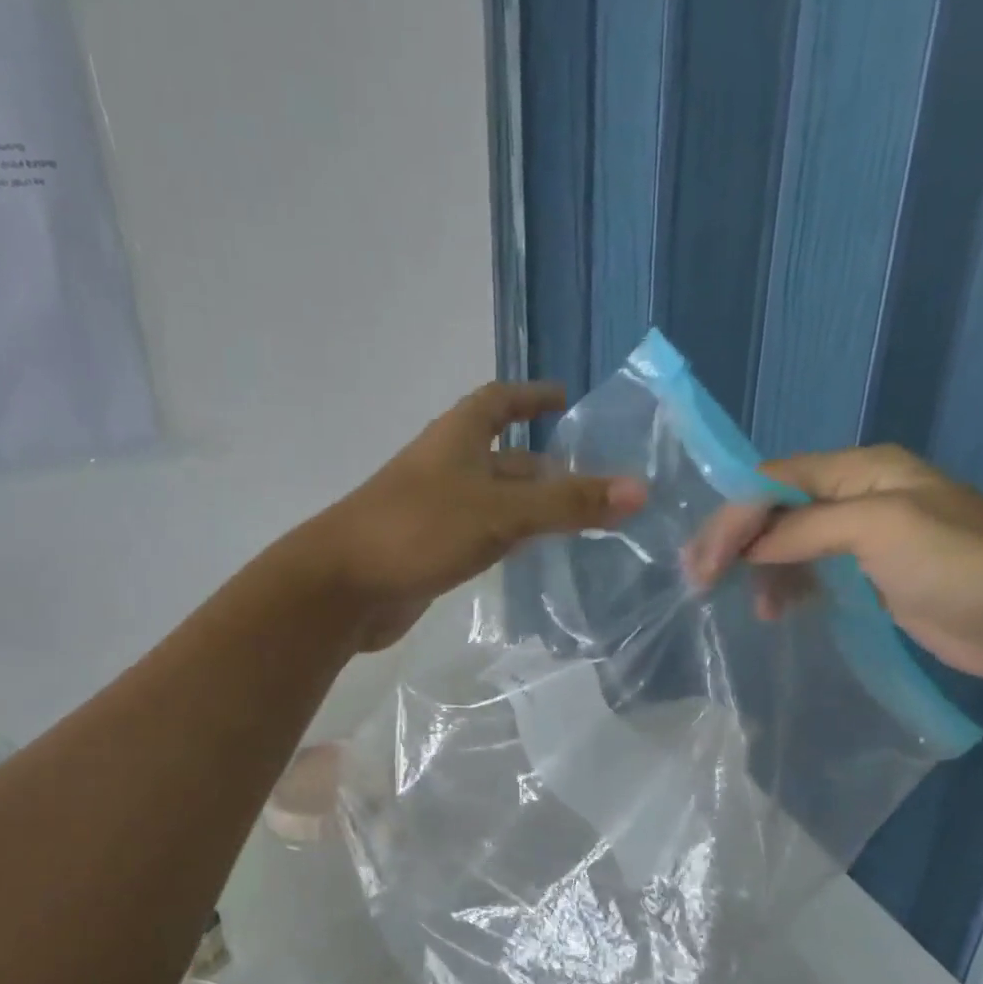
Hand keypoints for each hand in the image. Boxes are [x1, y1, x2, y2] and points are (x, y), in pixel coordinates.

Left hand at [301, 382, 646, 650]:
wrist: (342, 587)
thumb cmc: (417, 530)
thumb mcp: (499, 512)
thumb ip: (567, 504)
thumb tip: (640, 489)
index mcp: (456, 438)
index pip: (497, 401)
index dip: (530, 396)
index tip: (565, 398)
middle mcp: (446, 468)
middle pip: (503, 457)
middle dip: (546, 465)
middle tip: (596, 481)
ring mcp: (436, 512)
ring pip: (494, 501)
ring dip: (532, 507)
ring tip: (581, 521)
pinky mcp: (430, 552)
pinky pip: (481, 537)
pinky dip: (509, 540)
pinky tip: (535, 557)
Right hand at [680, 444, 982, 682]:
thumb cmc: (961, 562)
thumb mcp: (880, 527)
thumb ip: (806, 529)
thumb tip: (750, 550)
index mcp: (860, 470)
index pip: (773, 481)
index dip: (732, 516)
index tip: (704, 562)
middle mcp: (855, 496)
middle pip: (774, 510)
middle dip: (736, 542)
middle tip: (702, 582)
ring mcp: (862, 538)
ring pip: (786, 544)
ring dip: (758, 570)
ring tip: (750, 607)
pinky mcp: (867, 577)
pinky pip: (808, 573)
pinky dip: (784, 588)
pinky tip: (775, 611)